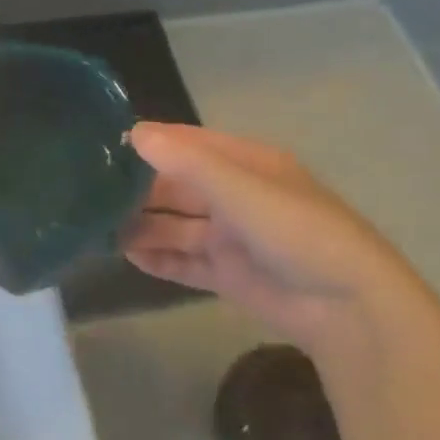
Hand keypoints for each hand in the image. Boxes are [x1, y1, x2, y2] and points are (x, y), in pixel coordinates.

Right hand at [122, 122, 418, 346]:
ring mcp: (231, 237)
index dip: (149, 143)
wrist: (348, 307)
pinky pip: (185, 262)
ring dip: (143, 227)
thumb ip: (187, 162)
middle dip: (138, 191)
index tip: (103, 145)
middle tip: (90, 194)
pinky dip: (160, 259)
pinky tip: (129, 258)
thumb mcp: (241, 188)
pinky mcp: (228, 275)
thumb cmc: (296, 231)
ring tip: (99, 230)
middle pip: (176, 187)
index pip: (187, 144)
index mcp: (244, 164)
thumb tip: (134, 132)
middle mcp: (235, 196)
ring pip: (176, 226)